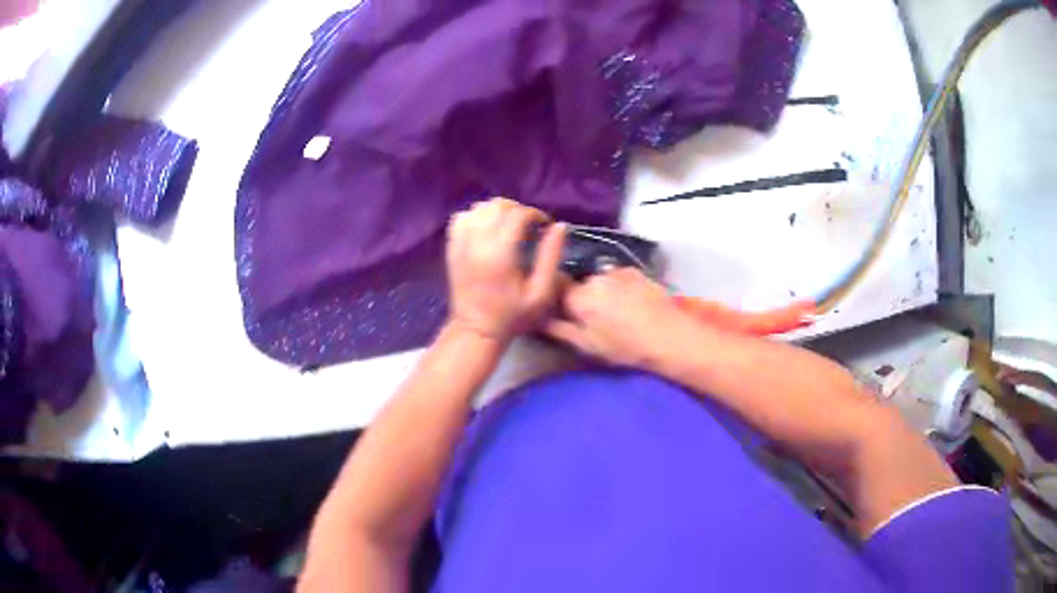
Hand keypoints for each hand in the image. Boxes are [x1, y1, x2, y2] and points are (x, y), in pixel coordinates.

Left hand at [446, 198, 565, 342]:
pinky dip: (477, 216)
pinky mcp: (452, 247)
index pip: (518, 214)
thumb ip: (551, 256)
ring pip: (480, 208)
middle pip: (498, 206)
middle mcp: (477, 242)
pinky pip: (462, 218)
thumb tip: (559, 227)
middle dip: (518, 210)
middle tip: (529, 227)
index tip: (544, 226)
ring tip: (509, 226)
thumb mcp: (541, 292)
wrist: (475, 330)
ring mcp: (460, 243)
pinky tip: (487, 229)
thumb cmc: (512, 315)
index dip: (536, 214)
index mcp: (500, 253)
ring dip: (498, 211)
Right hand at [545, 268, 688, 367]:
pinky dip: (620, 288)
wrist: (669, 336)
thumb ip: (559, 330)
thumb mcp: (588, 346)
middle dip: (583, 299)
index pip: (556, 291)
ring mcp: (617, 271)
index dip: (559, 304)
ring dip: (602, 293)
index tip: (566, 316)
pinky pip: (618, 278)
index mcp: (579, 297)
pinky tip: (632, 304)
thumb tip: (536, 319)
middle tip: (596, 321)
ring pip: (599, 281)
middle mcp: (594, 277)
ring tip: (617, 313)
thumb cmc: (626, 347)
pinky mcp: (636, 271)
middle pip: (579, 286)